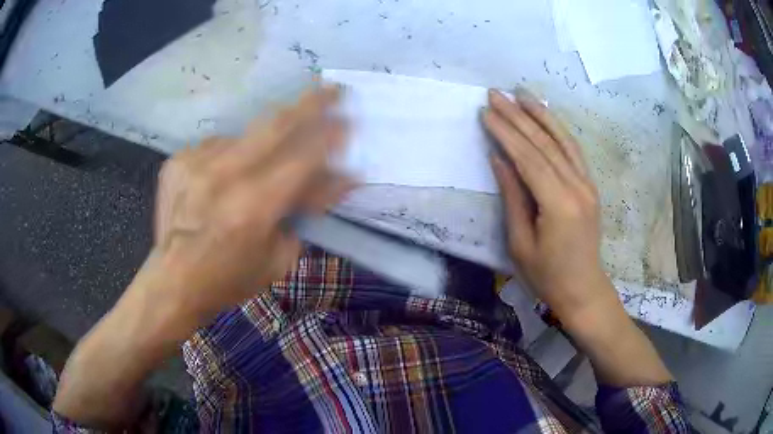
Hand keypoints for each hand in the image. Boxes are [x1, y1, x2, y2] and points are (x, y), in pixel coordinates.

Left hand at [53, 87, 354, 427]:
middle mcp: (224, 175)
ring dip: (262, 146)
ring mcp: (196, 163)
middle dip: (309, 104)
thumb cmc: (228, 280)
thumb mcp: (277, 259)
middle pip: (275, 125)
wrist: (172, 281)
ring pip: (245, 136)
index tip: (349, 121)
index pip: (303, 158)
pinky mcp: (178, 161)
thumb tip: (331, 180)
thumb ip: (304, 214)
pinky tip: (219, 185)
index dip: (330, 137)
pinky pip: (216, 148)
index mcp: (253, 207)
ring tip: (249, 180)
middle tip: (332, 89)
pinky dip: (228, 161)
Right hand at [483, 88, 670, 385]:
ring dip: (541, 114)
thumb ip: (513, 196)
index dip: (505, 132)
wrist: (583, 289)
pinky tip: (547, 116)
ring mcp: (587, 184)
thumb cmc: (547, 275)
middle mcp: (577, 187)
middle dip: (518, 115)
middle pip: (544, 143)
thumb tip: (499, 158)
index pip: (528, 158)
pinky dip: (558, 129)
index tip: (485, 112)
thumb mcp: (520, 242)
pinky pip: (574, 151)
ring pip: (562, 140)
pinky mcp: (590, 186)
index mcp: (558, 204)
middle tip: (496, 93)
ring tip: (522, 92)